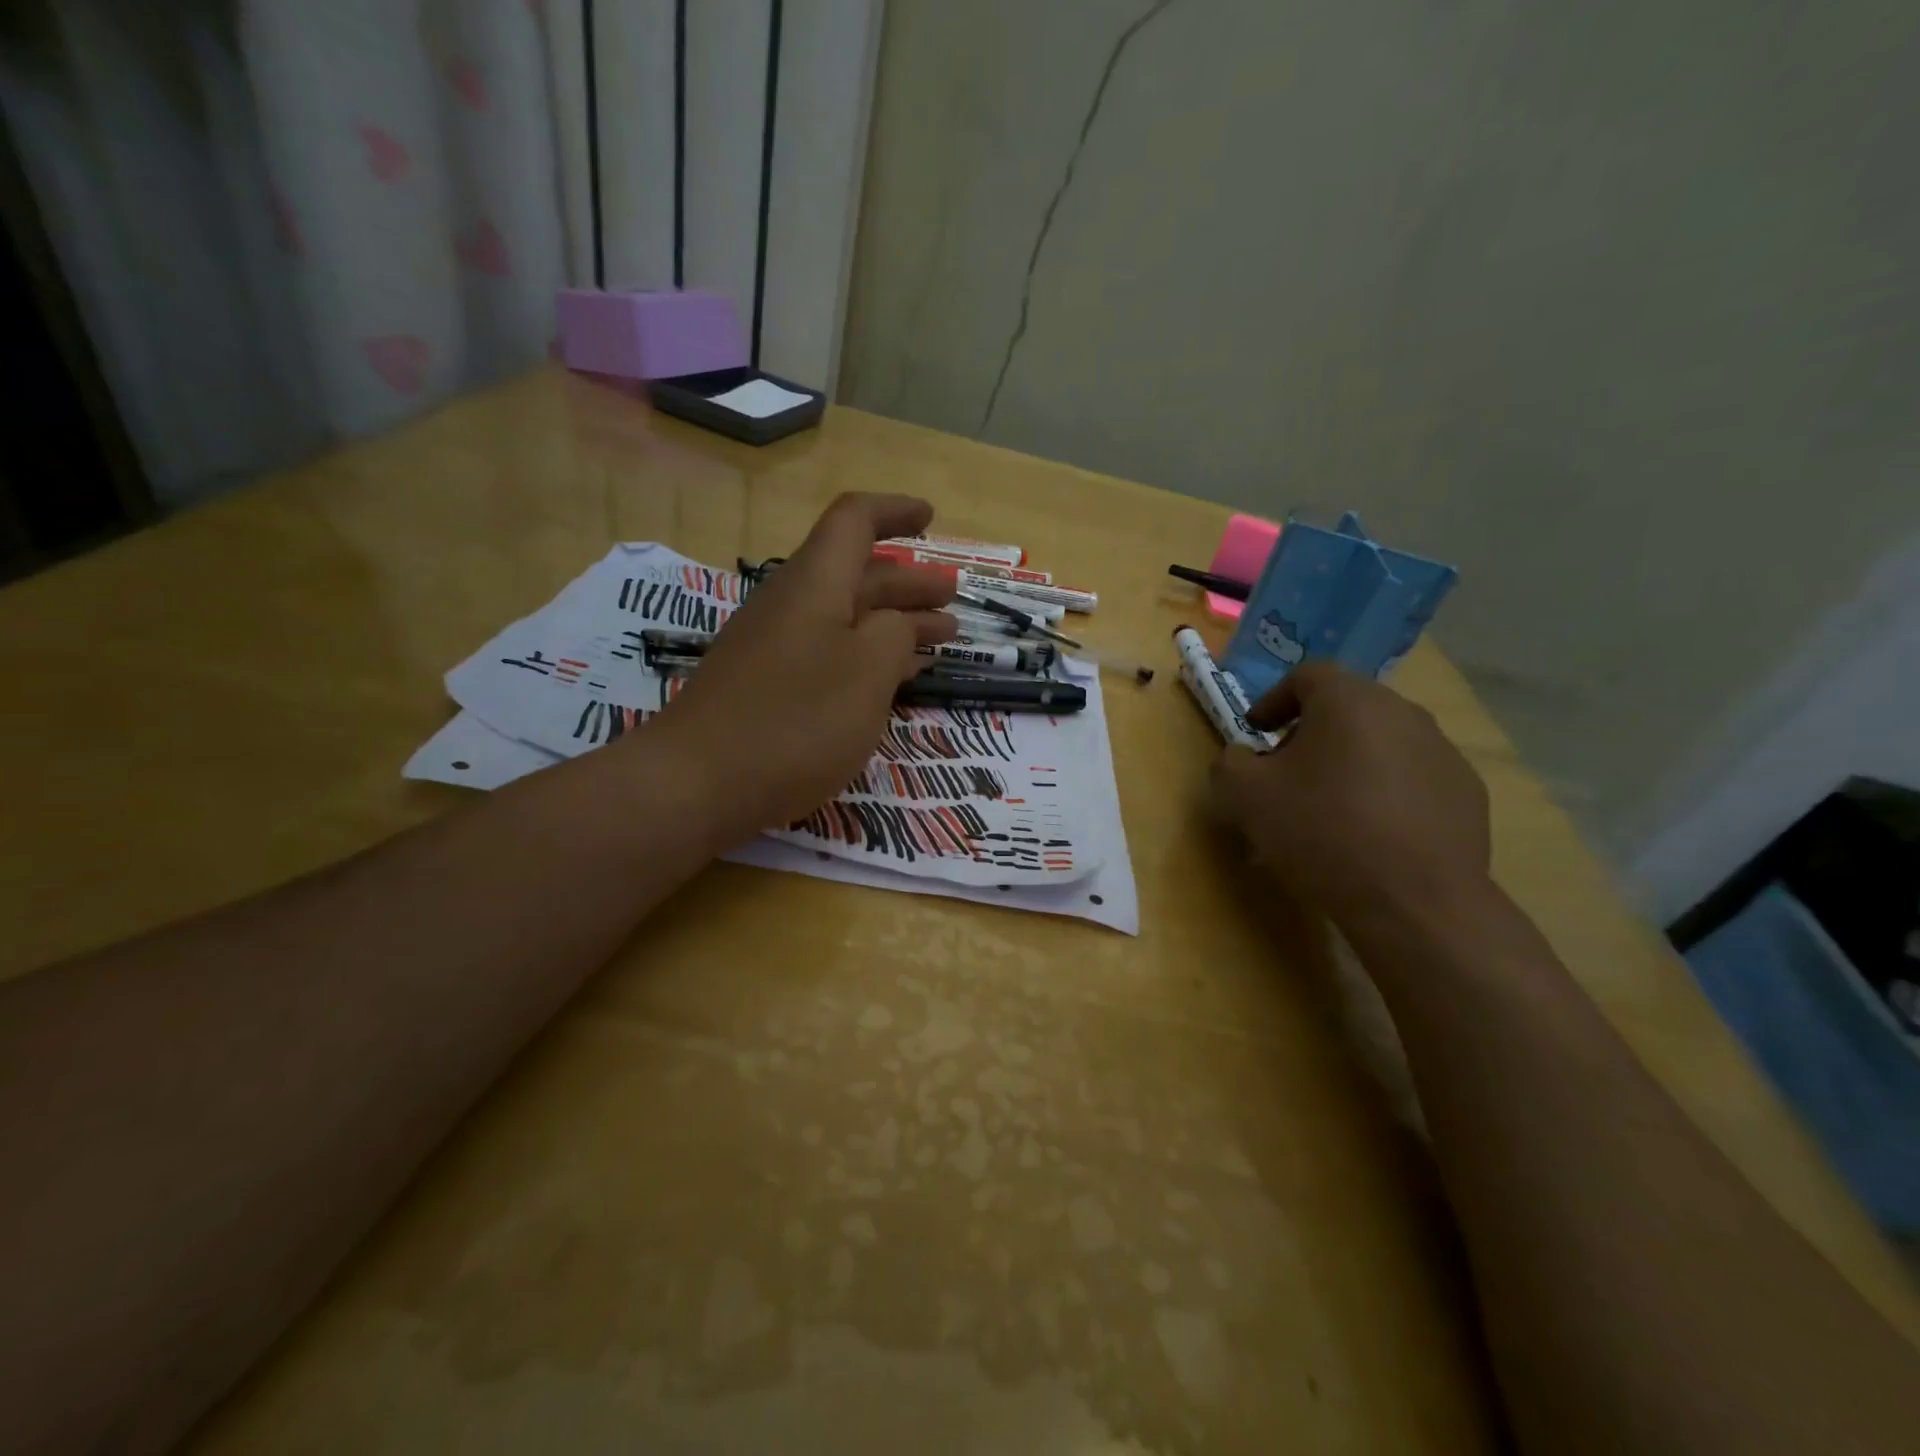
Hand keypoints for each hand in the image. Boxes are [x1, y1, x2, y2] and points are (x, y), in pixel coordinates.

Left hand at [645, 493, 956, 837]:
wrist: (698, 782)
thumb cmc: (795, 719)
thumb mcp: (868, 670)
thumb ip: (896, 634)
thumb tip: (897, 624)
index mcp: (815, 584)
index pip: (854, 522)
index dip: (895, 512)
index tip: (932, 519)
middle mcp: (792, 605)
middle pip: (857, 575)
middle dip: (909, 582)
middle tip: (952, 597)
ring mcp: (775, 648)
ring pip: (846, 619)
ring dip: (894, 622)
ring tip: (940, 638)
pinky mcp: (768, 687)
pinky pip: (829, 654)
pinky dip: (868, 658)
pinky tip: (891, 680)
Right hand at [1210, 663, 1491, 934]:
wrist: (1414, 901)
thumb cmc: (1320, 831)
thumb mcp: (1244, 795)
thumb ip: (1230, 763)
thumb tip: (1242, 758)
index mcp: (1349, 700)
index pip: (1307, 676)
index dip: (1274, 700)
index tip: (1256, 732)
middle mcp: (1403, 712)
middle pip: (1346, 707)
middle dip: (1310, 733)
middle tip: (1286, 772)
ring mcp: (1443, 751)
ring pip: (1381, 742)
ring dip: (1349, 762)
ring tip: (1329, 807)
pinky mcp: (1467, 792)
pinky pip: (1412, 777)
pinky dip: (1385, 791)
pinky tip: (1371, 833)